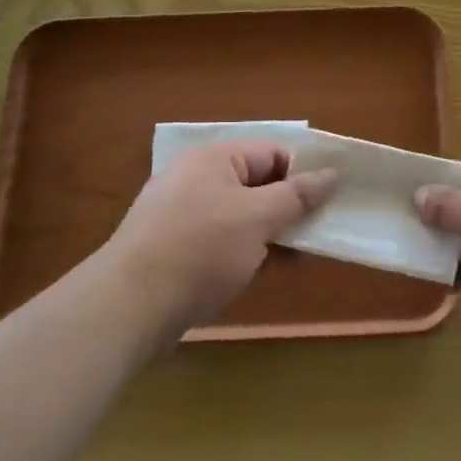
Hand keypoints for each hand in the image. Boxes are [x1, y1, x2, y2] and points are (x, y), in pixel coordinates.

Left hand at [105, 142, 334, 330]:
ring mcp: (184, 216)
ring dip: (271, 234)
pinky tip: (265, 273)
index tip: (331, 203)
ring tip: (299, 259)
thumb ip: (297, 195)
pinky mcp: (176, 249)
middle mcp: (197, 180)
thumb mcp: (257, 218)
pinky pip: (222, 241)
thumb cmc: (200, 250)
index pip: (272, 153)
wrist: (129, 306)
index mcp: (214, 160)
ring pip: (242, 216)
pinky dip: (246, 252)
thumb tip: (330, 173)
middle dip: (290, 208)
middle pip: (258, 184)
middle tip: (320, 234)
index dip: (304, 174)